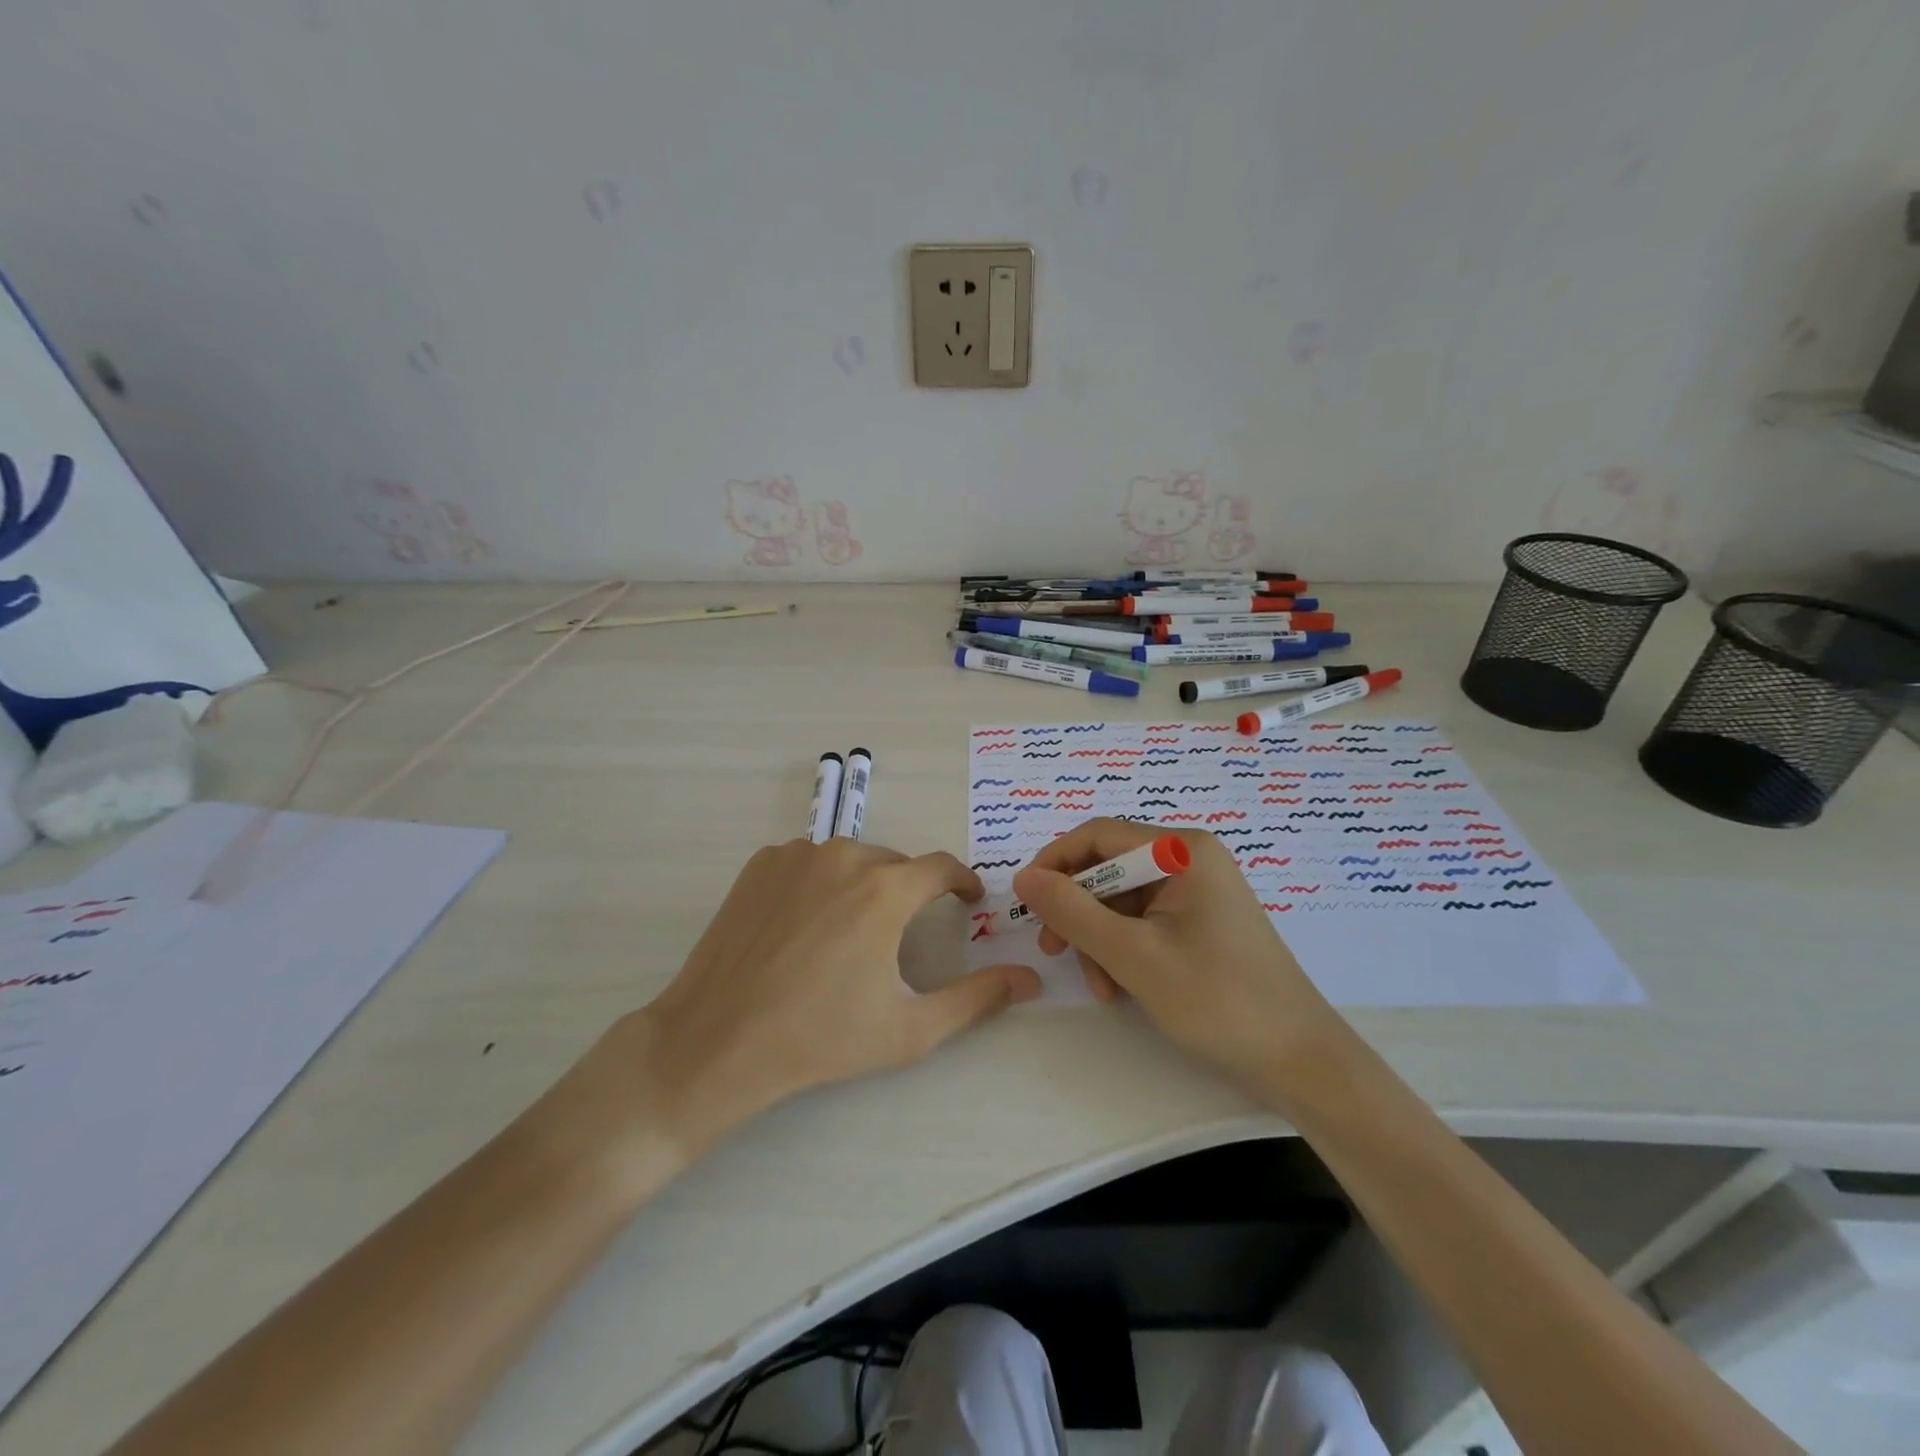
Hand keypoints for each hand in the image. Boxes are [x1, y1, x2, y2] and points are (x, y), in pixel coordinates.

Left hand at [589, 838, 1040, 1163]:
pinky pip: (809, 863)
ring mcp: (797, 855)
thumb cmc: (820, 1038)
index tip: (969, 901)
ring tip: (851, 936)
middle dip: (909, 893)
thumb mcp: (910, 1029)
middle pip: (895, 865)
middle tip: (901, 938)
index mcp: (885, 888)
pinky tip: (807, 927)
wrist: (717, 1040)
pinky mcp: (761, 864)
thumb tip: (1031, 980)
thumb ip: (977, 999)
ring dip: (864, 887)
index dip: (962, 882)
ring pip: (851, 860)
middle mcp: (844, 855)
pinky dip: (821, 884)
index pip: (942, 866)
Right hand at [1011, 819, 1340, 1084]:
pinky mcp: (1201, 922)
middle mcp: (1191, 859)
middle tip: (1053, 950)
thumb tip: (1023, 878)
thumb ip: (1072, 912)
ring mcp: (1198, 892)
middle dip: (1078, 912)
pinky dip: (1123, 951)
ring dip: (1099, 940)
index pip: (1098, 835)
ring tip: (1101, 988)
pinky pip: (1144, 922)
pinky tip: (1121, 989)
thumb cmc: (1218, 1000)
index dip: (1054, 862)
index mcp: (1182, 850)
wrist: (1301, 1062)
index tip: (1025, 901)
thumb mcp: (1133, 956)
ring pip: (1122, 901)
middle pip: (1110, 869)